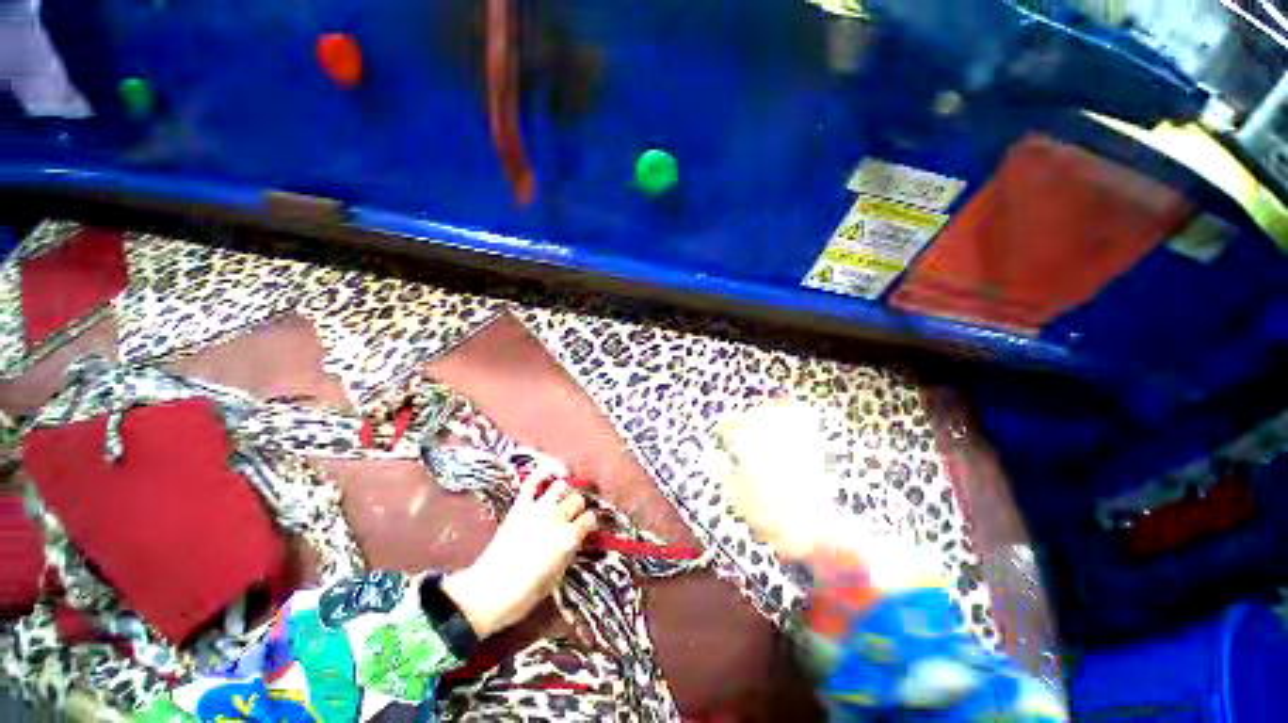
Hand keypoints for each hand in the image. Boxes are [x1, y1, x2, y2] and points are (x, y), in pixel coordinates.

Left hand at [441, 474, 597, 637]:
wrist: (487, 593)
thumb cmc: (525, 594)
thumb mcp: (556, 577)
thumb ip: (569, 552)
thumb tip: (577, 538)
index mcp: (568, 538)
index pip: (589, 519)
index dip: (590, 523)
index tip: (587, 528)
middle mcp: (557, 519)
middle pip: (577, 500)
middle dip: (578, 507)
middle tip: (573, 515)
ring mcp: (537, 510)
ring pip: (561, 486)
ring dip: (564, 491)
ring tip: (562, 497)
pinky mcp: (519, 507)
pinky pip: (533, 482)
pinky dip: (543, 472)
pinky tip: (553, 472)